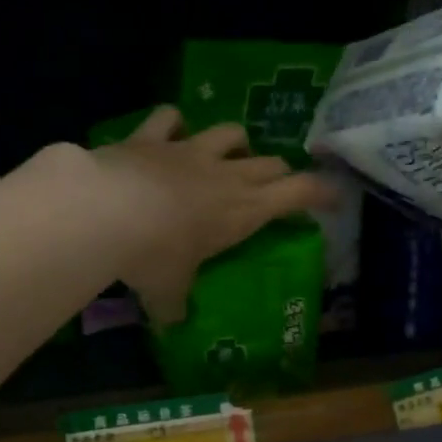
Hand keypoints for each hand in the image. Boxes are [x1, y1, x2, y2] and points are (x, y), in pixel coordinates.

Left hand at [88, 107, 332, 323]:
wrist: (106, 211)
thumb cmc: (154, 257)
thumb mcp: (168, 292)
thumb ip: (174, 306)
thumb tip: (172, 324)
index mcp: (243, 211)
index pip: (298, 193)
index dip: (321, 192)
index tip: (335, 197)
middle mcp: (225, 175)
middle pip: (271, 163)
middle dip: (279, 174)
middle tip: (275, 188)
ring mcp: (189, 150)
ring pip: (230, 132)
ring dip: (237, 143)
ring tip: (230, 155)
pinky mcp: (152, 137)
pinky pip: (170, 117)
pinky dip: (174, 123)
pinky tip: (171, 131)